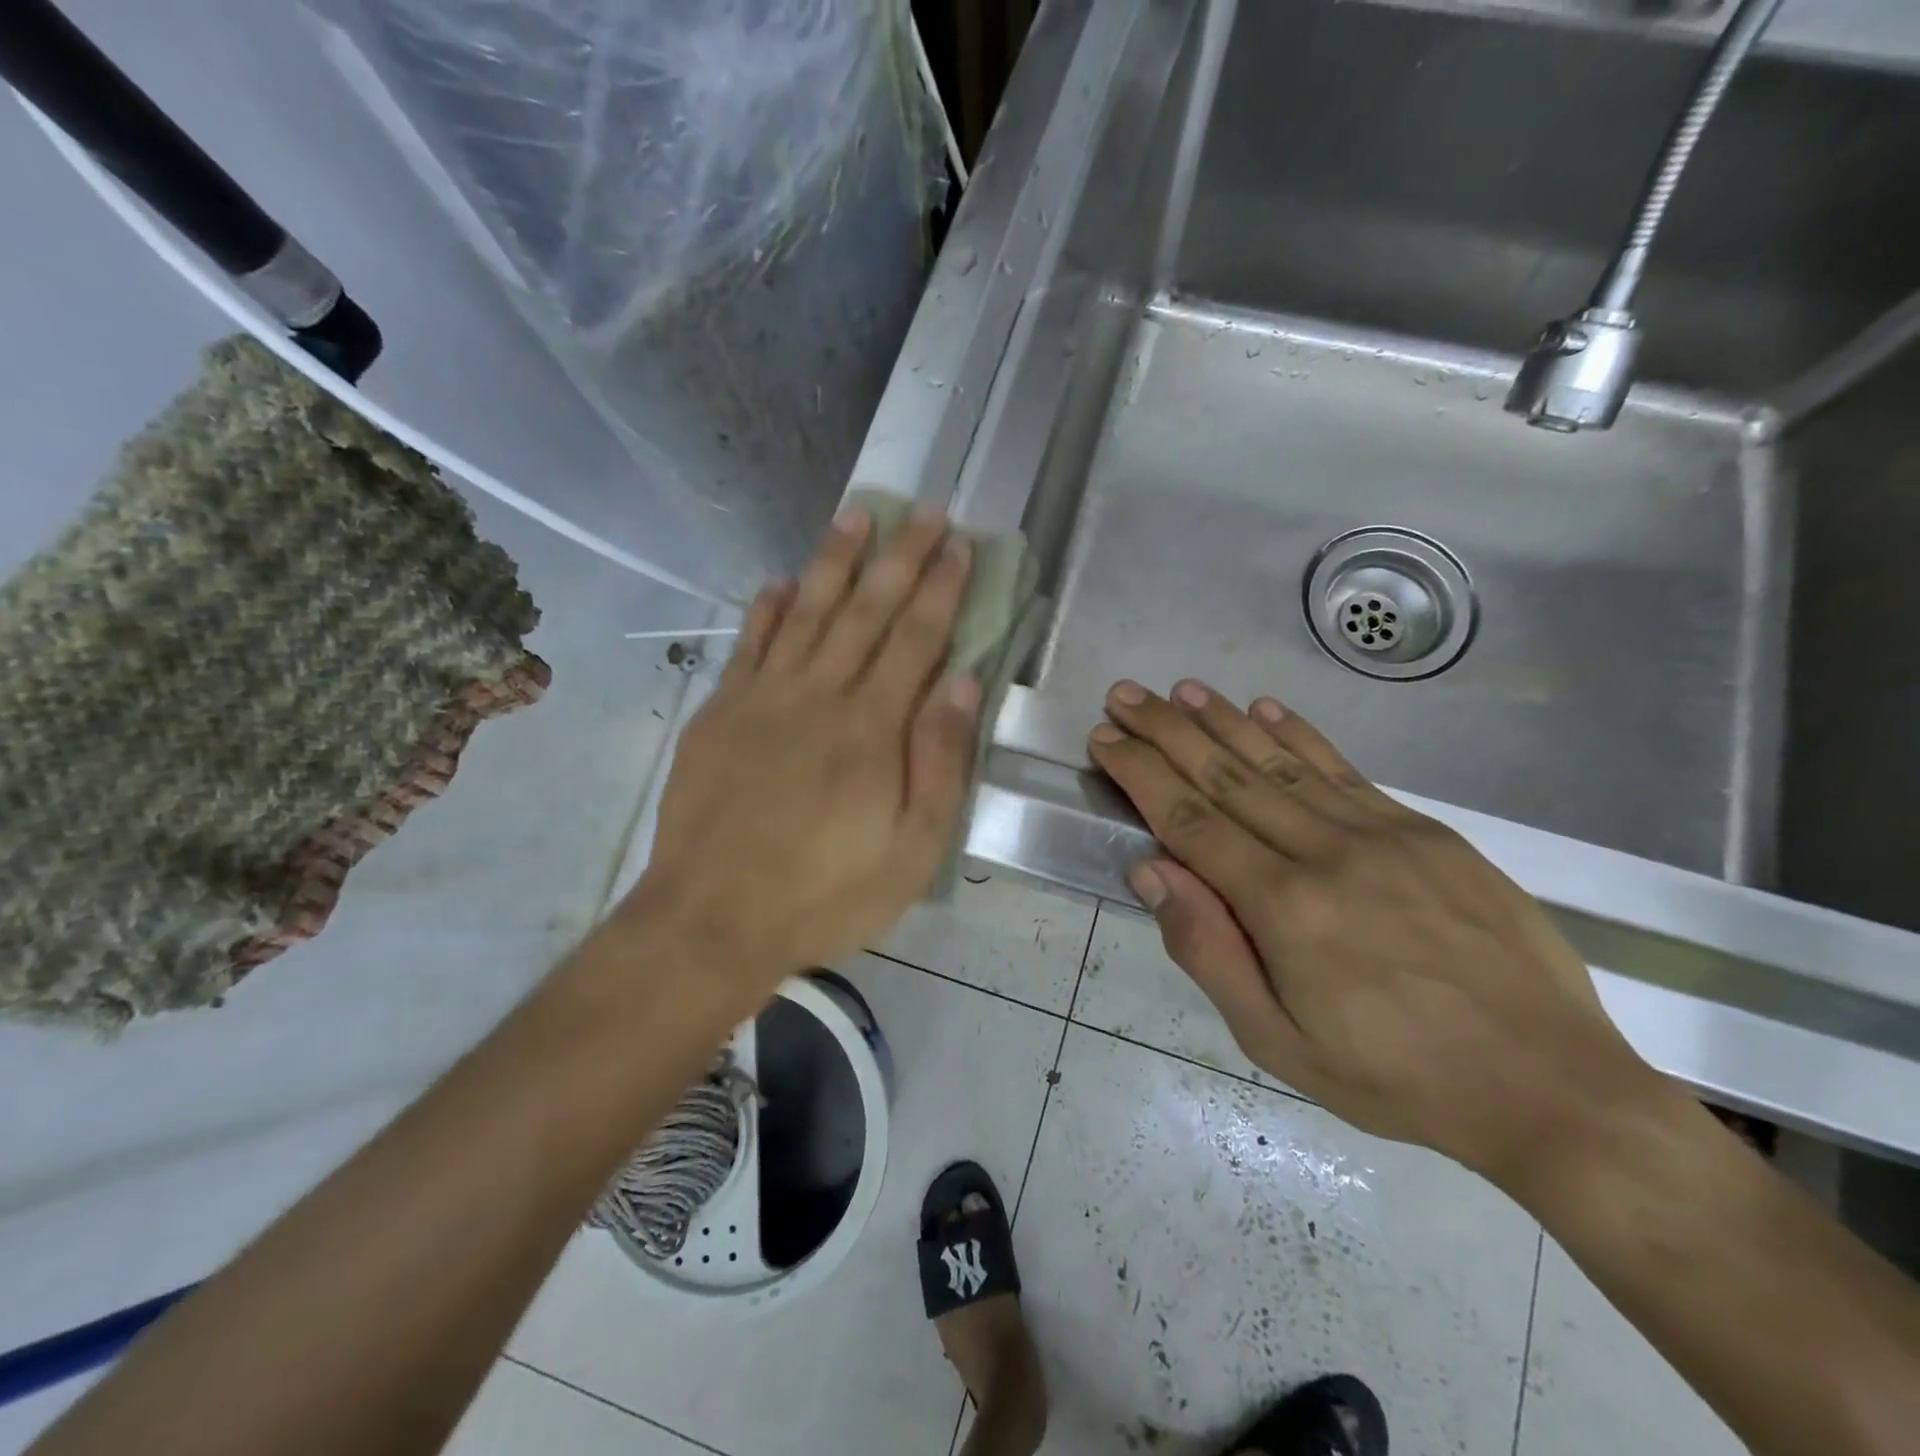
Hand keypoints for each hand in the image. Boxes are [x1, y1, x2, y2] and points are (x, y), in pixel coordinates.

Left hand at [621, 505, 980, 993]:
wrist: (711, 920)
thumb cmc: (826, 893)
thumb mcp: (912, 848)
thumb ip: (939, 759)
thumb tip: (962, 681)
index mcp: (872, 728)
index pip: (916, 638)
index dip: (941, 588)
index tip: (958, 543)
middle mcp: (819, 696)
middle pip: (866, 611)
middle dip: (900, 557)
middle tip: (923, 510)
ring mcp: (762, 699)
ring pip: (806, 613)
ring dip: (834, 561)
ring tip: (857, 516)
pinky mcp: (720, 714)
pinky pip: (748, 647)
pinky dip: (766, 611)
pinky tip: (780, 582)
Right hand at [1088, 678, 1657, 1188]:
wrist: (1550, 1086)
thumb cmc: (1395, 1077)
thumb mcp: (1278, 1043)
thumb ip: (1208, 951)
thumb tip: (1151, 871)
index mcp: (1284, 907)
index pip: (1189, 820)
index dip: (1141, 774)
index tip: (1105, 740)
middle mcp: (1326, 852)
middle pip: (1227, 776)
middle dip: (1167, 731)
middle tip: (1125, 695)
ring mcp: (1381, 833)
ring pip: (1281, 761)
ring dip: (1223, 720)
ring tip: (1181, 690)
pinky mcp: (1425, 831)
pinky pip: (1344, 770)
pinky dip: (1298, 735)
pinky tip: (1266, 708)